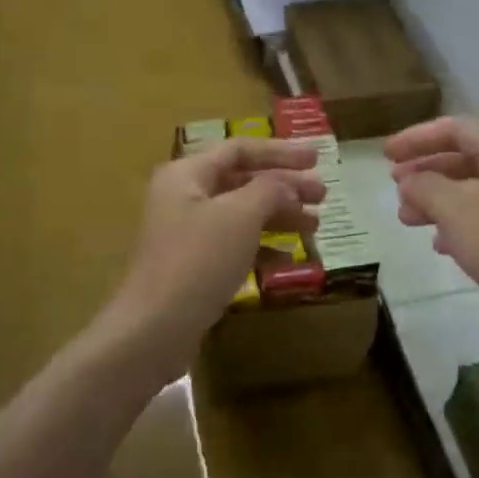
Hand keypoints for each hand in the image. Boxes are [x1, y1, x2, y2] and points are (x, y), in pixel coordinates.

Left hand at [114, 139, 324, 348]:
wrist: (155, 328)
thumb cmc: (199, 260)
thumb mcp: (240, 215)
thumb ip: (270, 190)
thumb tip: (288, 185)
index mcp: (187, 174)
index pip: (240, 149)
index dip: (281, 152)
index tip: (317, 159)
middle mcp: (183, 196)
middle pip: (242, 181)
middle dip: (284, 186)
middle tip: (322, 195)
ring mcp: (186, 232)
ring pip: (241, 214)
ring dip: (278, 215)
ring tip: (315, 225)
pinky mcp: (193, 265)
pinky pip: (233, 244)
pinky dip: (261, 246)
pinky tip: (288, 258)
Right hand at [387, 116, 478, 321]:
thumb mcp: (457, 210)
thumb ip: (426, 187)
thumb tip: (410, 179)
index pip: (454, 128)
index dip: (416, 138)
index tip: (385, 155)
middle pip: (467, 157)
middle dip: (426, 172)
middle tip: (396, 189)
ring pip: (478, 188)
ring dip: (440, 200)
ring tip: (410, 221)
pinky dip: (464, 222)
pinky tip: (445, 245)